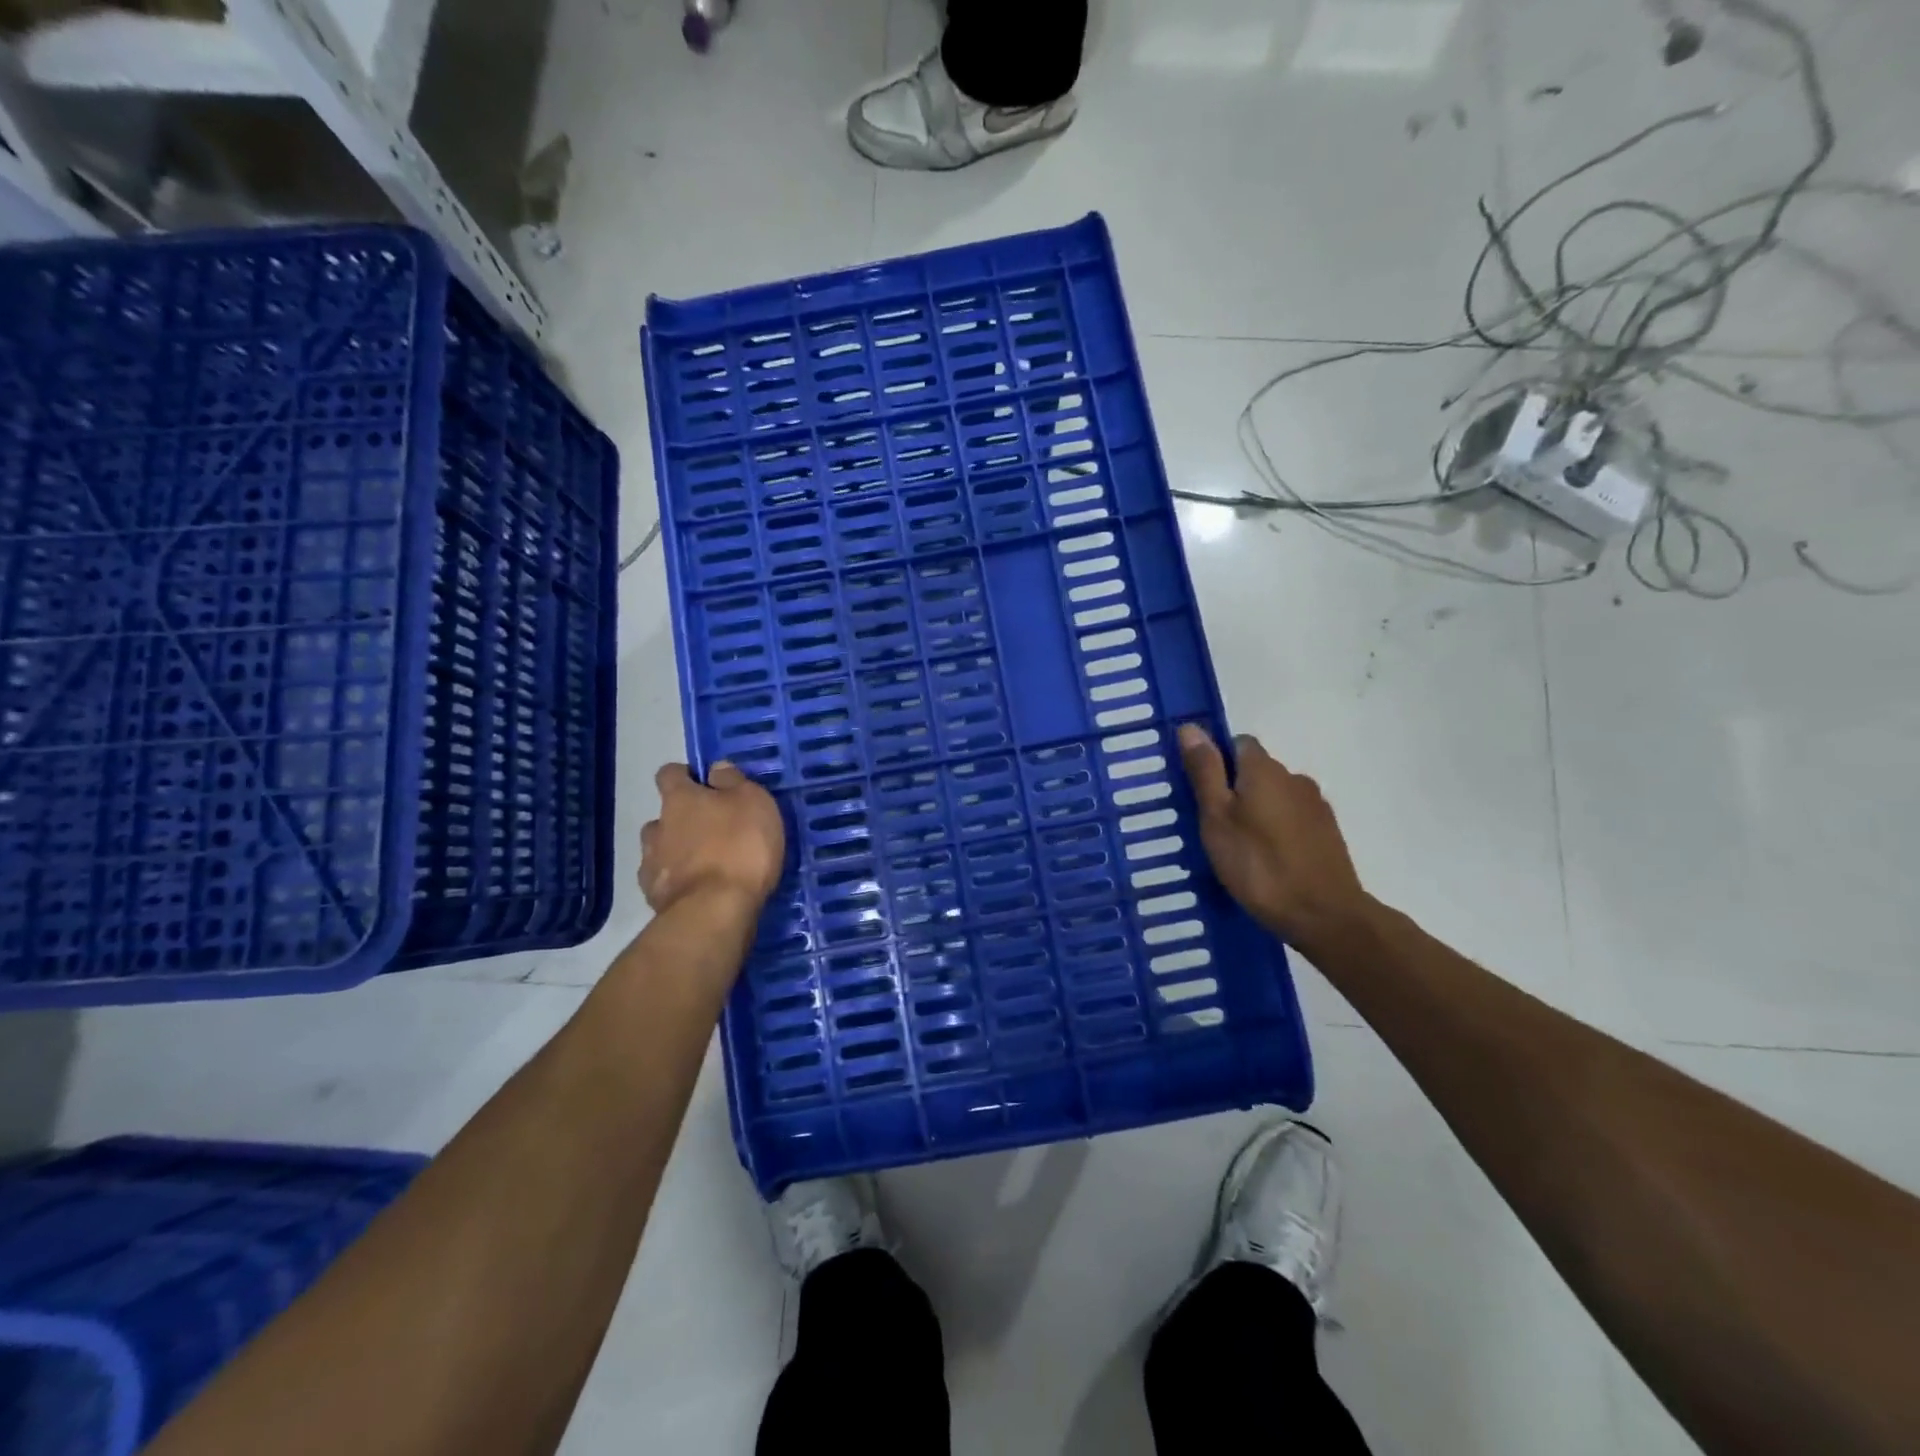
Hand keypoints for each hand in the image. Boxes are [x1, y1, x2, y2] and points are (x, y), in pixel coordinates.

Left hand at [639, 761, 784, 919]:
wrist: (715, 910)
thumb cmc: (740, 846)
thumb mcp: (753, 802)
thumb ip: (733, 781)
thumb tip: (715, 768)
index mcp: (680, 799)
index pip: (669, 774)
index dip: (684, 776)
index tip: (703, 784)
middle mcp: (658, 826)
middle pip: (663, 816)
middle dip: (682, 820)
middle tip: (711, 831)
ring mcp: (651, 864)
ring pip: (659, 849)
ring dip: (676, 852)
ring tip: (704, 864)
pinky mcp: (654, 897)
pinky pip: (663, 881)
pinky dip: (677, 882)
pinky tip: (698, 890)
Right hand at [1177, 724, 1374, 951]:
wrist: (1324, 915)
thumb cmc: (1258, 865)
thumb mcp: (1217, 818)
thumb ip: (1205, 772)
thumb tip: (1190, 727)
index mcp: (1264, 769)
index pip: (1237, 743)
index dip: (1216, 761)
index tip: (1199, 791)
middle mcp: (1294, 778)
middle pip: (1257, 770)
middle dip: (1234, 788)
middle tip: (1212, 824)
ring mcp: (1316, 806)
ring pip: (1275, 796)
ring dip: (1257, 811)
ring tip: (1238, 846)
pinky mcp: (1328, 834)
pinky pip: (1292, 819)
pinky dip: (1276, 830)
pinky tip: (1265, 860)